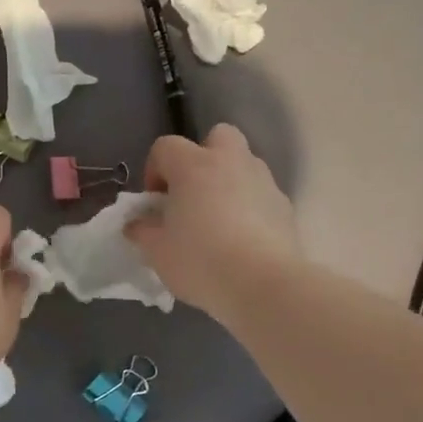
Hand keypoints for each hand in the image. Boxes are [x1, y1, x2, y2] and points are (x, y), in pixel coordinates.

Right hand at [126, 123, 300, 321]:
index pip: (165, 147)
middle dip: (203, 157)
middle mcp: (231, 162)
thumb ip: (143, 231)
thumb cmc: (201, 261)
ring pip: (244, 164)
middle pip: (218, 136)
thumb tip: (137, 223)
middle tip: (192, 195)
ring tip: (219, 221)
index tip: (155, 203)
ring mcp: (263, 181)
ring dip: (229, 182)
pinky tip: (243, 239)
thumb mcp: (157, 252)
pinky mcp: (285, 206)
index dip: (155, 170)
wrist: (263, 284)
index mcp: (193, 165)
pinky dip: (251, 207)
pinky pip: (261, 195)